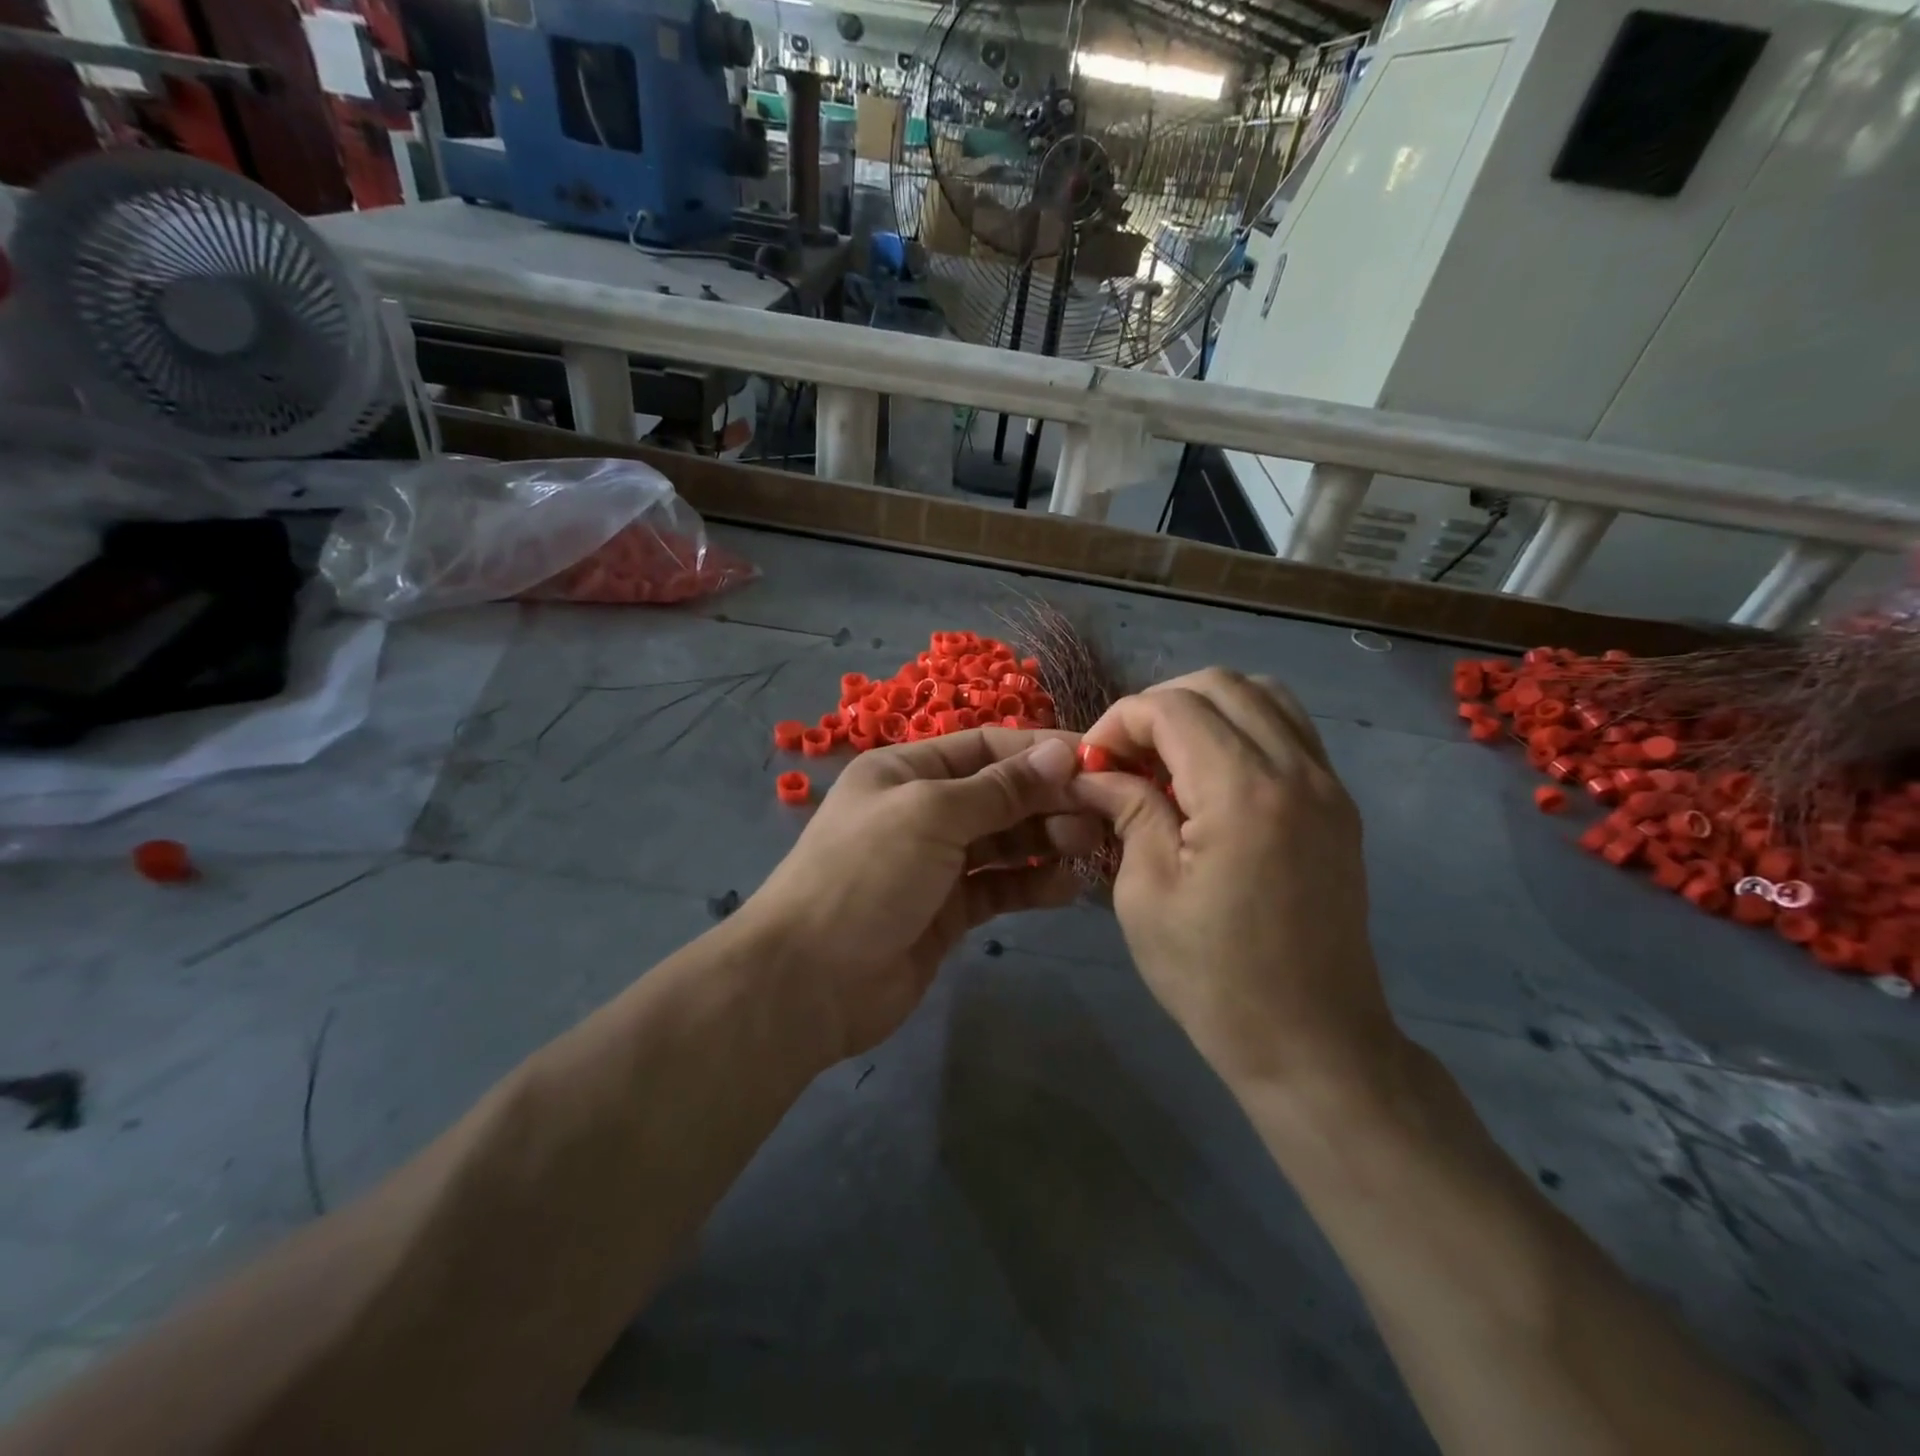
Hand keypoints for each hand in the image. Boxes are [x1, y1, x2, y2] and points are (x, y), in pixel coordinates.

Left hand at [744, 730, 1101, 1062]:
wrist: (808, 981)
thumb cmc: (865, 874)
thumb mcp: (931, 814)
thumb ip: (999, 789)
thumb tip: (1059, 752)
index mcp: (907, 770)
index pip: (985, 747)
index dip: (1039, 751)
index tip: (1096, 761)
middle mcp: (923, 809)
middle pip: (999, 794)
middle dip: (1047, 799)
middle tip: (1097, 815)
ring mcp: (935, 863)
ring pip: (1004, 842)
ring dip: (1045, 840)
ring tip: (1086, 847)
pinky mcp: (948, 910)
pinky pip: (998, 887)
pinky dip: (1031, 884)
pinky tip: (1065, 887)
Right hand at [1069, 669, 1400, 1095]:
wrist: (1314, 1044)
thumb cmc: (1214, 978)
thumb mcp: (1145, 894)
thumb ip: (1127, 811)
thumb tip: (1096, 773)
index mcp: (1243, 793)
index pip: (1172, 707)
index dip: (1120, 721)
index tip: (1092, 765)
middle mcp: (1296, 770)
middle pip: (1220, 685)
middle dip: (1158, 706)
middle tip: (1123, 757)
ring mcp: (1327, 784)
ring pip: (1262, 695)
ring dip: (1203, 709)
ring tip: (1166, 758)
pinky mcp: (1337, 805)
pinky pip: (1288, 730)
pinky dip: (1241, 728)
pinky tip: (1209, 777)